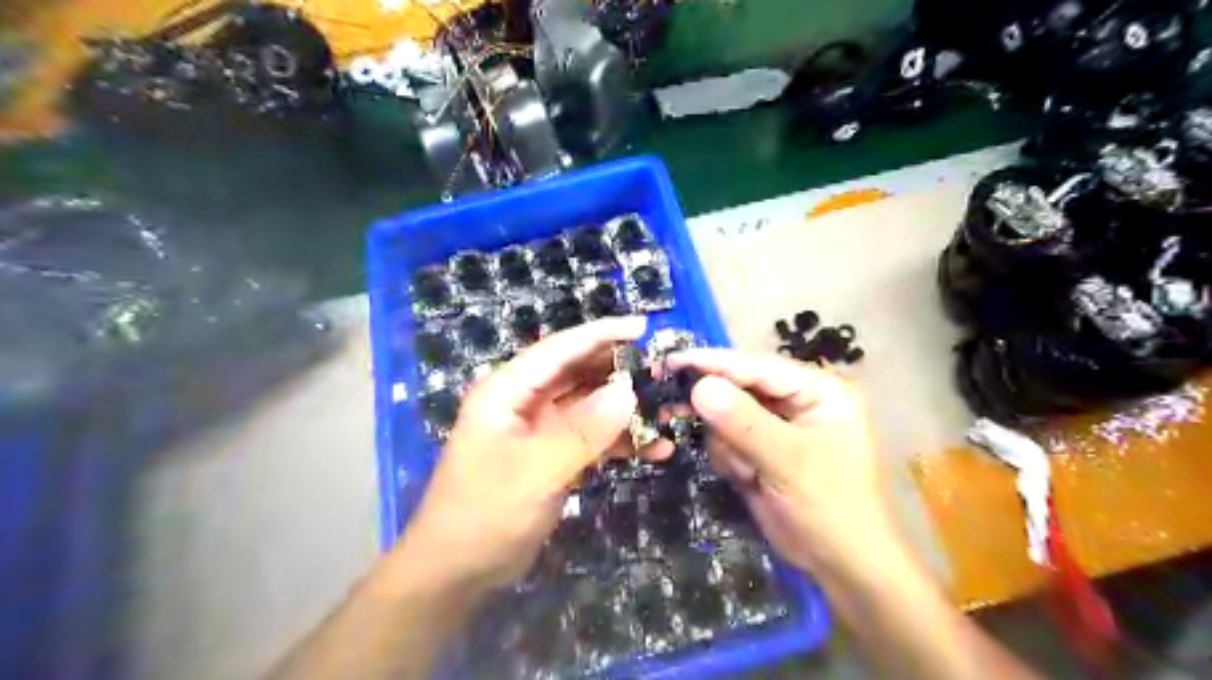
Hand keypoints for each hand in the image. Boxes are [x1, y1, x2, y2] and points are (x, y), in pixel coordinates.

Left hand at [397, 320, 641, 595]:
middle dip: (620, 371)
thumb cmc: (484, 514)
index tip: (644, 327)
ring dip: (625, 410)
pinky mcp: (552, 456)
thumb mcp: (534, 471)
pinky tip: (653, 449)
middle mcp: (524, 402)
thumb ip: (582, 432)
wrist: (457, 573)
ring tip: (668, 412)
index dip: (601, 334)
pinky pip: (591, 438)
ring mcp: (540, 430)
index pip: (559, 350)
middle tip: (664, 371)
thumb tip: (628, 393)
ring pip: (589, 406)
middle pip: (578, 373)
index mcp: (507, 391)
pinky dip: (619, 441)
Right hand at [666, 348, 891, 574]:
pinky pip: (729, 439)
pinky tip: (745, 478)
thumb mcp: (788, 463)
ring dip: (726, 442)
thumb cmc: (831, 509)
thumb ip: (743, 423)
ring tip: (745, 472)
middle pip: (741, 387)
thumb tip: (699, 387)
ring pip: (729, 415)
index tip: (672, 361)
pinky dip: (728, 457)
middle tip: (673, 409)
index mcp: (819, 391)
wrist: (843, 566)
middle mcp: (799, 401)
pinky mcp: (763, 450)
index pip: (759, 366)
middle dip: (716, 407)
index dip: (714, 362)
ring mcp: (779, 426)